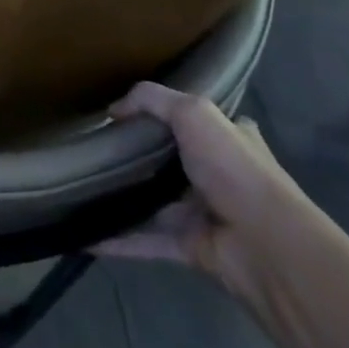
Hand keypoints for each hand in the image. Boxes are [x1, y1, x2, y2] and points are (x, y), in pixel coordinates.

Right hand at [94, 83, 326, 299]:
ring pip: (156, 203)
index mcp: (231, 140)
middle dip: (140, 157)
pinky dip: (118, 241)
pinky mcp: (190, 247)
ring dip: (126, 199)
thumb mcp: (194, 113)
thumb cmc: (234, 170)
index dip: (169, 115)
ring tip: (83, 188)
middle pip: (173, 162)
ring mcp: (205, 214)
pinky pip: (146, 241)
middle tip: (97, 149)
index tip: (130, 115)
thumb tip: (113, 109)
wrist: (265, 244)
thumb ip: (152, 100)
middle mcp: (220, 176)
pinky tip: (85, 236)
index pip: (200, 122)